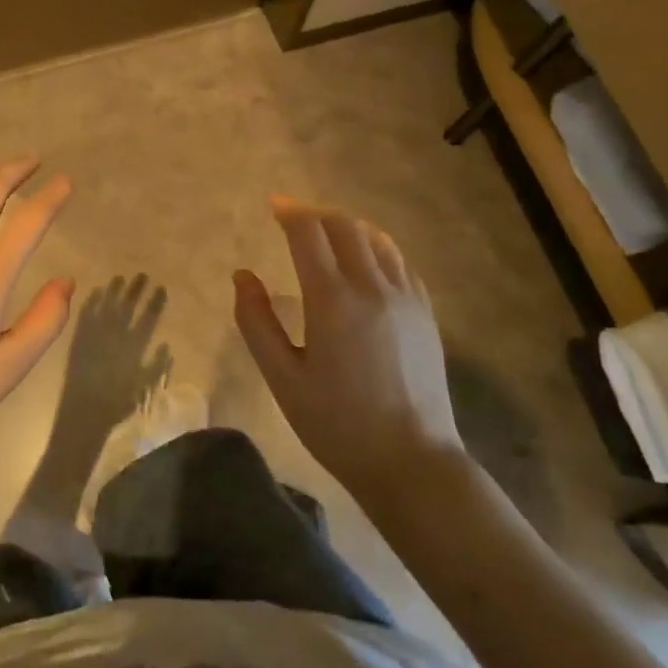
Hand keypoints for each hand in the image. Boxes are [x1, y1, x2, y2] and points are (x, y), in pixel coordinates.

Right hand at [232, 197, 464, 499]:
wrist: (412, 462)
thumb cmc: (337, 424)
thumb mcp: (282, 378)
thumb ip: (256, 322)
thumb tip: (242, 276)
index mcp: (332, 299)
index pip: (309, 232)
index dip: (288, 212)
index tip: (273, 205)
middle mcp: (372, 286)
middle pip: (344, 225)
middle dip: (315, 213)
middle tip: (293, 217)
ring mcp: (405, 297)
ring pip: (376, 238)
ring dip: (347, 226)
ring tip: (326, 233)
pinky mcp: (425, 312)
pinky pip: (399, 261)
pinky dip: (376, 246)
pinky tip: (365, 260)